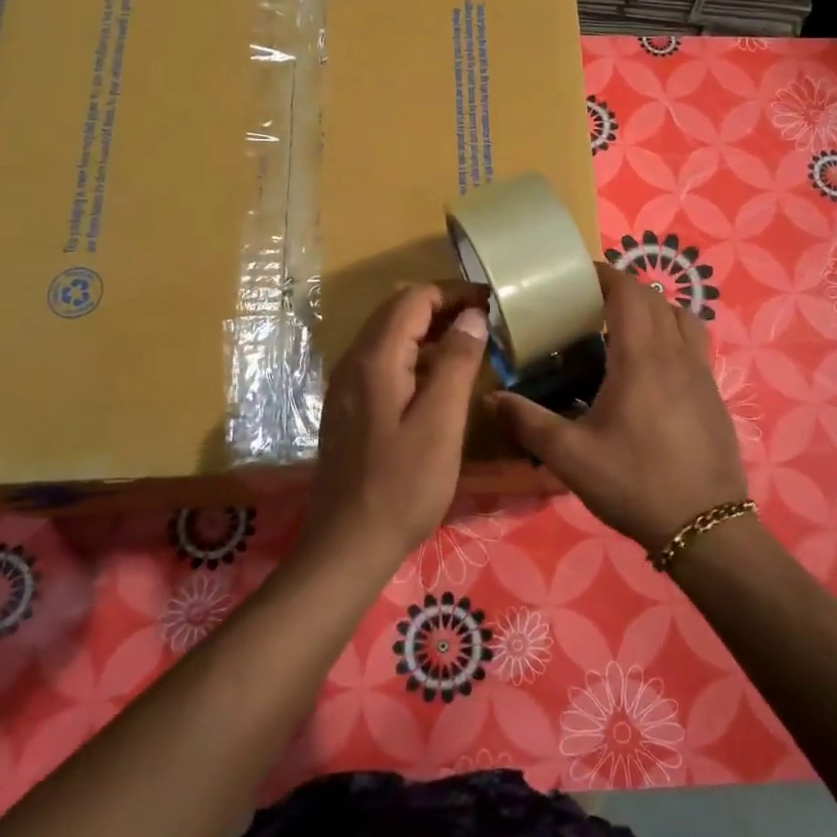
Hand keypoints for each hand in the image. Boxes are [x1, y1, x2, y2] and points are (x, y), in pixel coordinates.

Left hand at [308, 282, 491, 564]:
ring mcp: (346, 387)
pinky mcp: (348, 409)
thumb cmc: (403, 485)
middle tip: (485, 319)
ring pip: (388, 339)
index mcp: (375, 359)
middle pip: (397, 313)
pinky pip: (382, 364)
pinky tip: (438, 380)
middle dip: (441, 307)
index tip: (491, 301)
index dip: (453, 292)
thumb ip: (456, 362)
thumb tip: (471, 315)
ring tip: (470, 344)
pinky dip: (413, 357)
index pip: (413, 299)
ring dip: (427, 332)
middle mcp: (353, 363)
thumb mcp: (441, 422)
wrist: (349, 543)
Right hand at [491, 264, 747, 552]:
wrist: (705, 526)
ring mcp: (702, 373)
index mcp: (641, 358)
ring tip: (624, 327)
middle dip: (623, 289)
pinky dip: (672, 334)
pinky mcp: (714, 393)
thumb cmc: (635, 483)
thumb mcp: (570, 457)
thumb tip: (491, 399)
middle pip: (655, 299)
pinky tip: (652, 368)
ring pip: (683, 317)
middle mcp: (676, 354)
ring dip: (654, 308)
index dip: (604, 276)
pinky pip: (695, 343)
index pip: (628, 293)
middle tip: (589, 303)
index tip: (577, 277)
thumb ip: (528, 422)